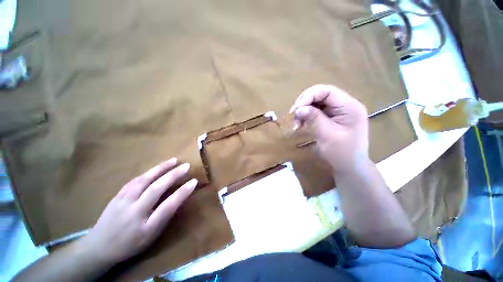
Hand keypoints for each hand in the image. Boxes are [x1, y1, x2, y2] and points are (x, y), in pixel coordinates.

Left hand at [79, 158, 196, 264]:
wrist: (99, 246)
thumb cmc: (130, 243)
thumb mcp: (151, 236)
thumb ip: (164, 217)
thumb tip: (178, 198)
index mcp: (145, 226)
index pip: (168, 206)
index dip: (182, 193)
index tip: (194, 181)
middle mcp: (134, 211)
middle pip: (156, 189)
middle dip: (173, 175)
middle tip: (186, 166)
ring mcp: (123, 201)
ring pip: (144, 180)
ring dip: (161, 168)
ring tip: (174, 160)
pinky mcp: (117, 195)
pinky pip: (135, 180)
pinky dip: (148, 172)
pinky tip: (156, 168)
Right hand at [290, 84, 369, 173]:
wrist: (350, 167)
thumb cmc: (342, 153)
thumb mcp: (327, 135)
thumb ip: (314, 119)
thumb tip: (298, 109)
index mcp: (349, 106)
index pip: (327, 91)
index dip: (308, 96)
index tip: (296, 110)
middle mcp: (345, 105)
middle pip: (321, 95)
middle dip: (304, 104)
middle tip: (294, 117)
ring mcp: (338, 111)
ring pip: (317, 103)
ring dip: (304, 111)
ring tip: (297, 124)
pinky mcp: (332, 117)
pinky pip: (317, 111)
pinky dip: (307, 116)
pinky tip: (301, 124)